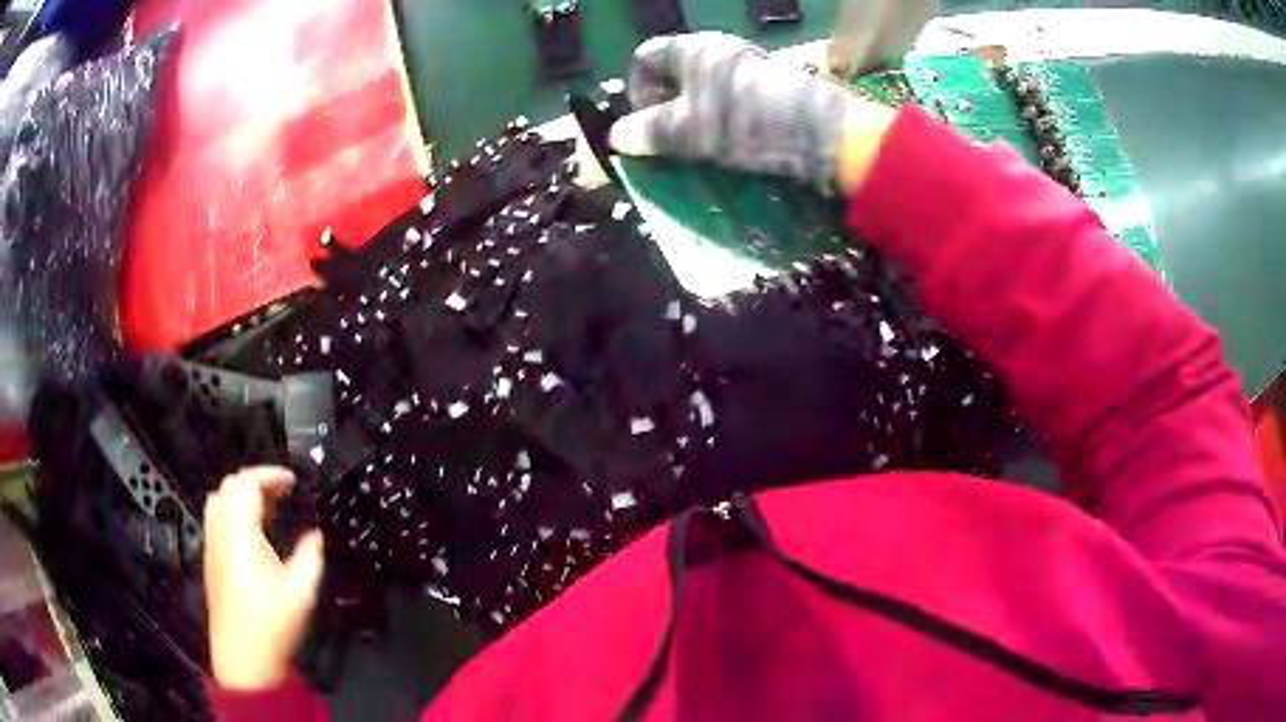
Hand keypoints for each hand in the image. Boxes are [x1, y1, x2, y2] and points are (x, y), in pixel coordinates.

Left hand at [204, 466, 323, 689]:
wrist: (243, 657)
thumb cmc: (272, 624)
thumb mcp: (301, 592)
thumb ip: (310, 557)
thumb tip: (316, 535)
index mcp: (241, 533)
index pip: (247, 483)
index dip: (270, 474)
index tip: (293, 481)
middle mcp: (221, 532)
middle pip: (230, 485)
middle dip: (257, 481)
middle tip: (283, 494)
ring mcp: (212, 545)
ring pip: (219, 499)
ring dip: (241, 495)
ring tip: (267, 509)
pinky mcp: (211, 559)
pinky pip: (215, 518)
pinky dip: (232, 511)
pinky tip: (252, 533)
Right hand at [609, 33, 895, 194]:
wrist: (826, 134)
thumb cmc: (749, 123)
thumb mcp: (690, 131)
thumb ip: (650, 132)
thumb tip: (616, 138)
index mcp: (693, 49)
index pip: (645, 57)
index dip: (636, 89)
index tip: (646, 122)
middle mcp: (719, 51)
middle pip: (675, 73)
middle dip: (665, 108)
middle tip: (672, 141)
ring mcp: (749, 68)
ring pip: (705, 89)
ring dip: (695, 118)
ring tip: (702, 149)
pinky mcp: (772, 88)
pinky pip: (732, 100)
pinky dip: (723, 121)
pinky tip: (733, 146)